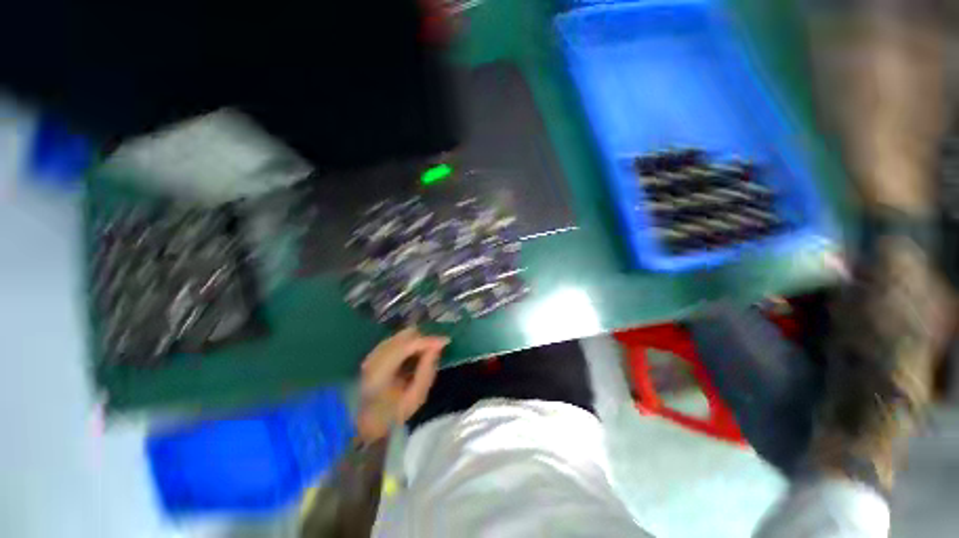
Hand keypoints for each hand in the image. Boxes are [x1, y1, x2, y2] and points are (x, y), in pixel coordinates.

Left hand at [356, 328, 448, 442]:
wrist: (361, 422)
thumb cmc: (390, 414)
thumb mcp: (415, 398)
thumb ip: (427, 371)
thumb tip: (437, 347)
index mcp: (381, 371)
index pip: (408, 345)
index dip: (428, 340)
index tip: (446, 341)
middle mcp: (375, 356)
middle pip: (405, 335)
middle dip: (424, 339)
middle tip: (436, 350)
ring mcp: (373, 352)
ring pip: (402, 335)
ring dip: (417, 341)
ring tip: (426, 354)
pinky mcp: (374, 352)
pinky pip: (397, 339)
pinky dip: (409, 343)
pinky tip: (413, 356)